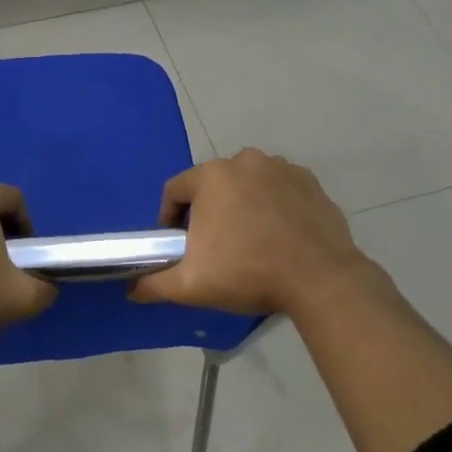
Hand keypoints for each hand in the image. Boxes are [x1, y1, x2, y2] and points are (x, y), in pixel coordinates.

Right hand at [130, 149, 377, 316]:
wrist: (320, 279)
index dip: (169, 219)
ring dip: (240, 205)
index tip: (178, 244)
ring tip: (248, 241)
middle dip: (207, 211)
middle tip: (213, 247)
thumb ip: (155, 284)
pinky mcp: (309, 181)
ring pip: (246, 184)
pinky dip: (272, 205)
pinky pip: (278, 189)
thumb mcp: (192, 285)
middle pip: (212, 185)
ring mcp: (281, 167)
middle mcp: (244, 160)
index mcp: (212, 176)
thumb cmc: (249, 273)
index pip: (175, 191)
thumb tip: (131, 290)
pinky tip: (278, 234)